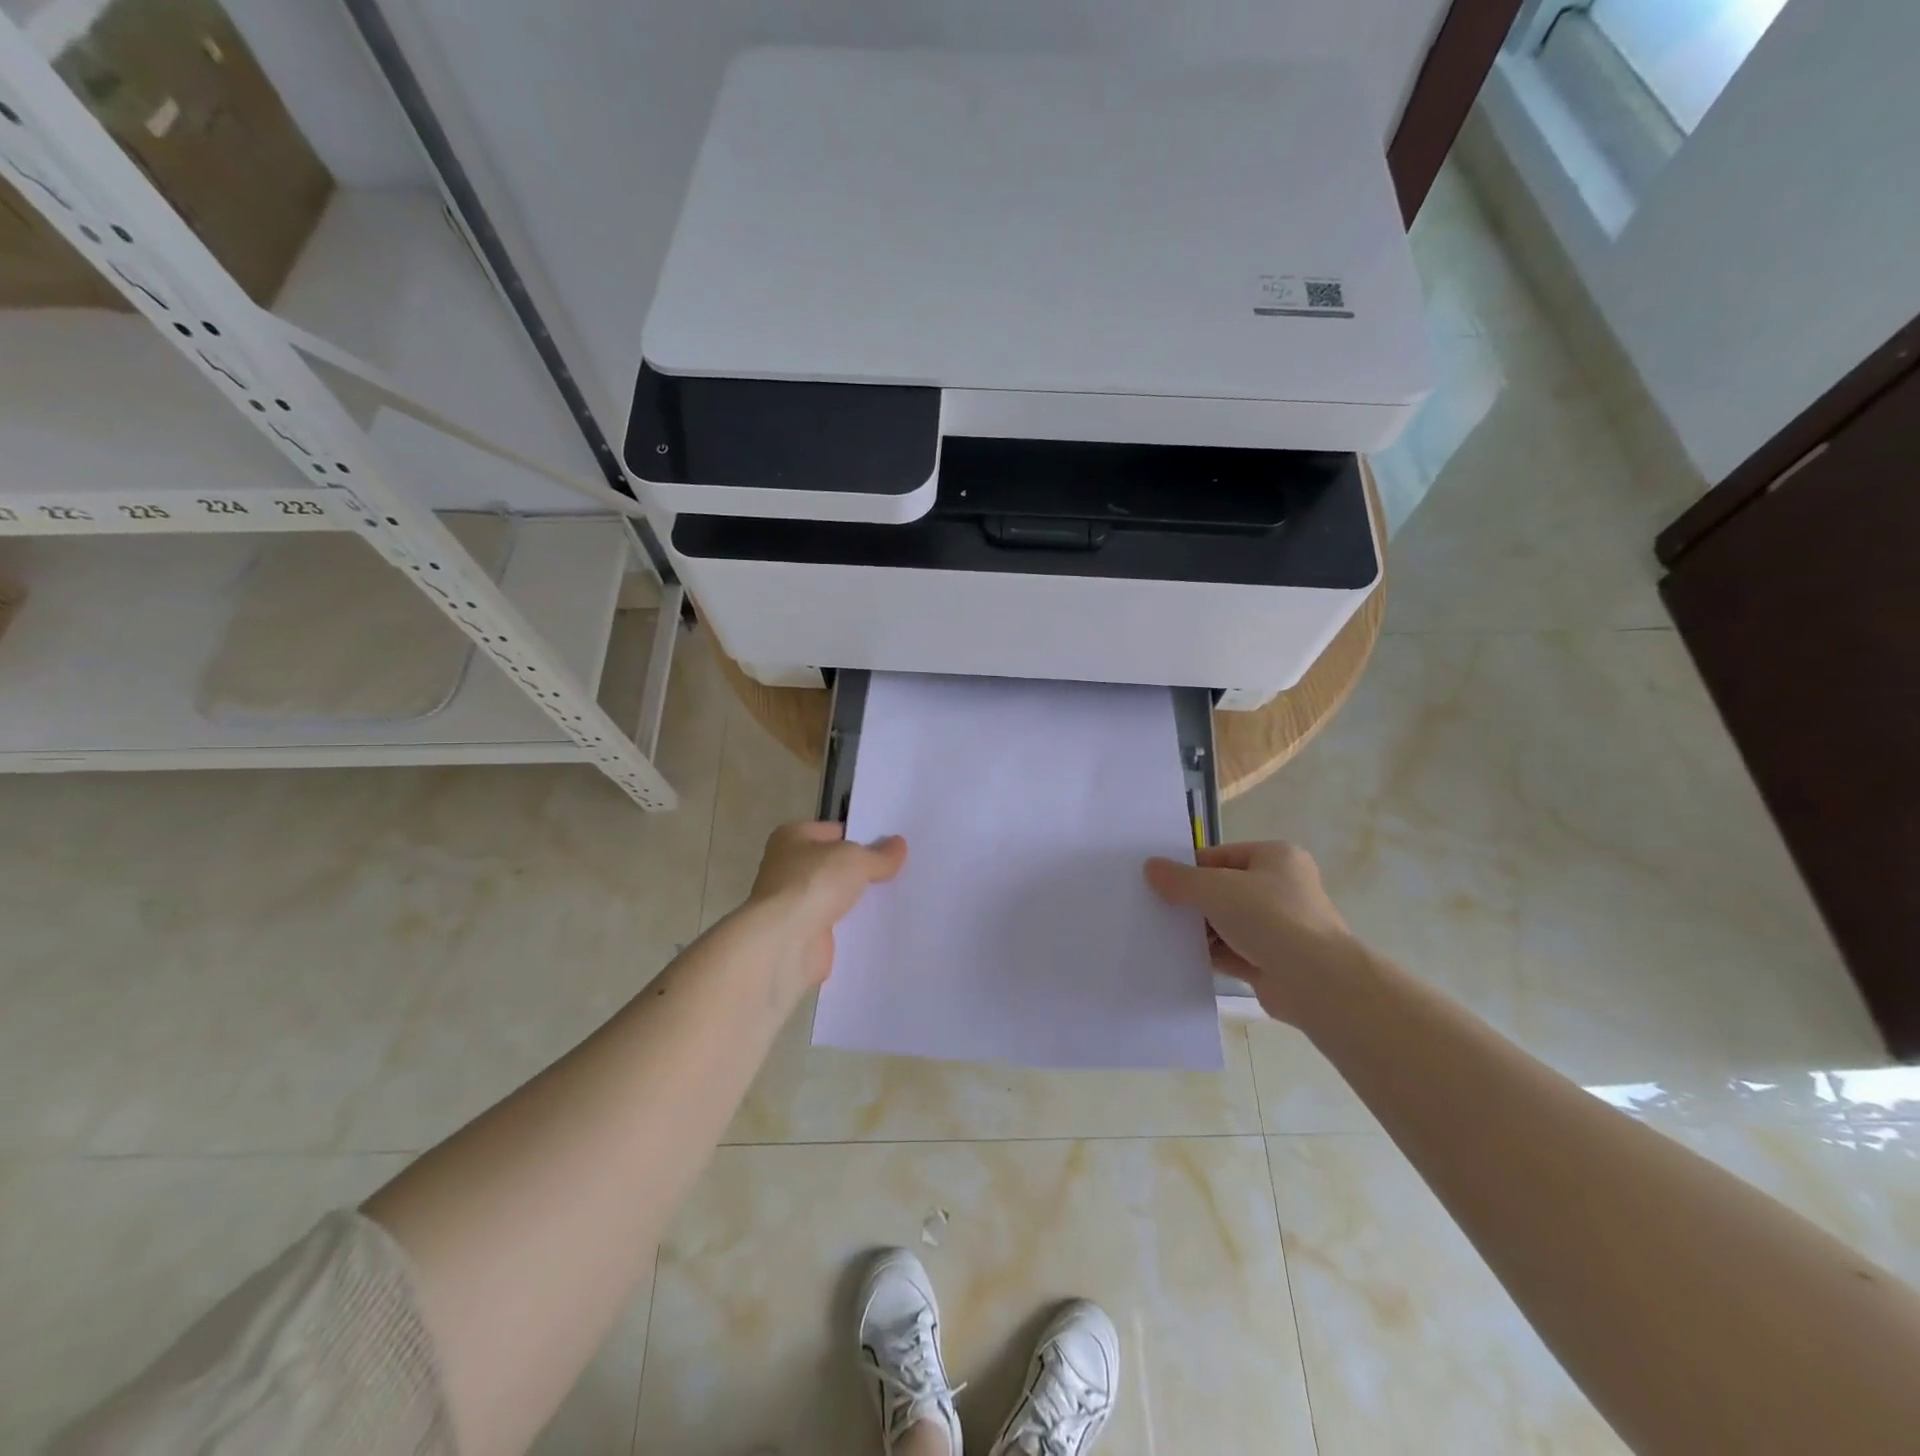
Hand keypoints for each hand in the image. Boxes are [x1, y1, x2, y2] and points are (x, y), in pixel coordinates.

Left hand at [744, 822, 907, 991]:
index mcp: (792, 837)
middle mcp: (788, 867)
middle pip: (835, 864)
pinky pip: (837, 924)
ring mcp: (795, 902)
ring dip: (859, 899)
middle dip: (863, 869)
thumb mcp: (856, 860)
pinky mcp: (804, 933)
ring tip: (897, 896)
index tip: (892, 847)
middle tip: (900, 871)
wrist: (785, 942)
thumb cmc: (814, 884)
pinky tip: (882, 924)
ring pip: (837, 895)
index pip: (835, 831)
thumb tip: (899, 845)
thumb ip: (879, 854)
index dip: (863, 836)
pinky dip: (854, 925)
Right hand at [1144, 841, 1364, 1021]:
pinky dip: (1210, 954)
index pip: (1220, 857)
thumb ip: (1180, 879)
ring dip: (1199, 930)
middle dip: (1192, 902)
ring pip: (1226, 923)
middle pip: (1223, 890)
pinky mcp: (1272, 962)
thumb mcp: (1215, 888)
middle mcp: (1282, 888)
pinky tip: (1181, 957)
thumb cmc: (1269, 918)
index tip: (1158, 883)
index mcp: (1276, 858)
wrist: (1315, 981)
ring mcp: (1279, 928)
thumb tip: (1151, 868)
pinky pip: (1232, 952)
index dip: (1189, 869)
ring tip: (1162, 933)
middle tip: (1156, 909)